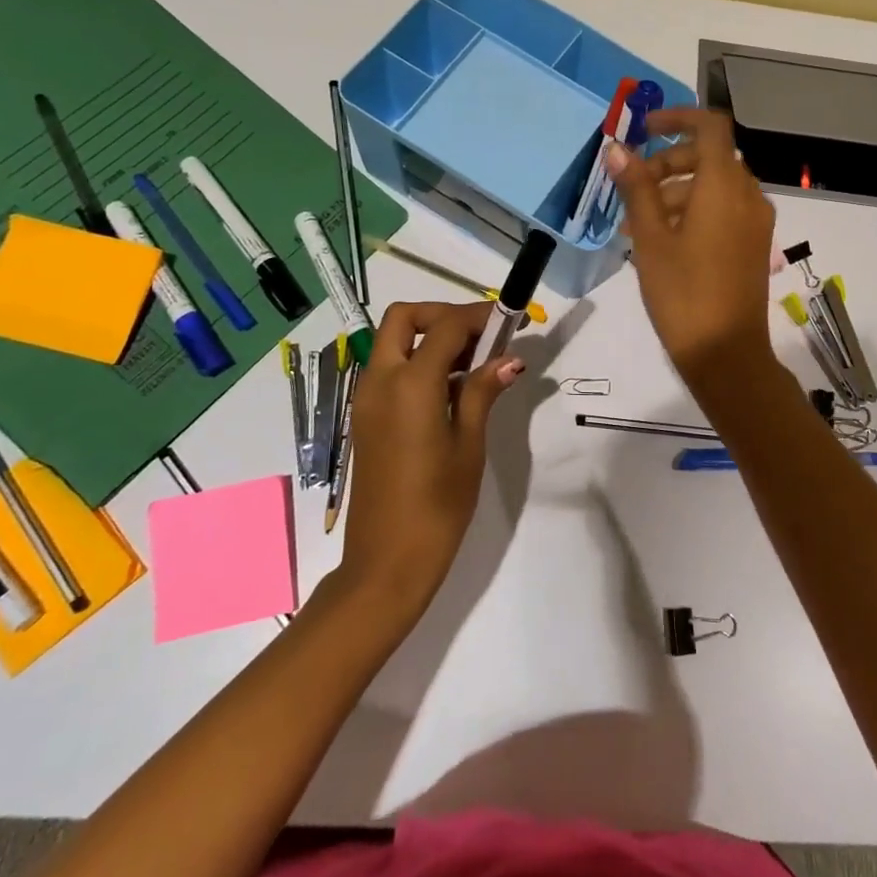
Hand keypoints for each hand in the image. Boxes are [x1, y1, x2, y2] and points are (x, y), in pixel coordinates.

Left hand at [342, 301, 522, 613]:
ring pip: (393, 341)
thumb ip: (483, 392)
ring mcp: (366, 399)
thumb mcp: (469, 445)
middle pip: (404, 318)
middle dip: (443, 314)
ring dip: (430, 337)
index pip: (445, 326)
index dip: (479, 316)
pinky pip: (389, 369)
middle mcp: (380, 381)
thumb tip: (509, 360)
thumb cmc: (437, 505)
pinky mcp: (365, 417)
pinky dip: (417, 361)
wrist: (386, 562)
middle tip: (481, 335)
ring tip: (475, 362)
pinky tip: (452, 389)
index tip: (511, 321)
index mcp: (410, 384)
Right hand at [605, 108, 776, 379]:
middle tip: (633, 187)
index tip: (644, 130)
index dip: (677, 118)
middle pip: (710, 156)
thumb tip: (617, 149)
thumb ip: (637, 188)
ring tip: (639, 222)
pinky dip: (696, 209)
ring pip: (716, 185)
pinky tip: (665, 240)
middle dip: (669, 162)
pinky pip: (726, 209)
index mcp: (724, 185)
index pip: (709, 126)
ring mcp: (756, 221)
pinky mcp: (755, 243)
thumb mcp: (650, 239)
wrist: (726, 354)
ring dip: (678, 189)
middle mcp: (748, 195)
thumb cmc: (683, 293)